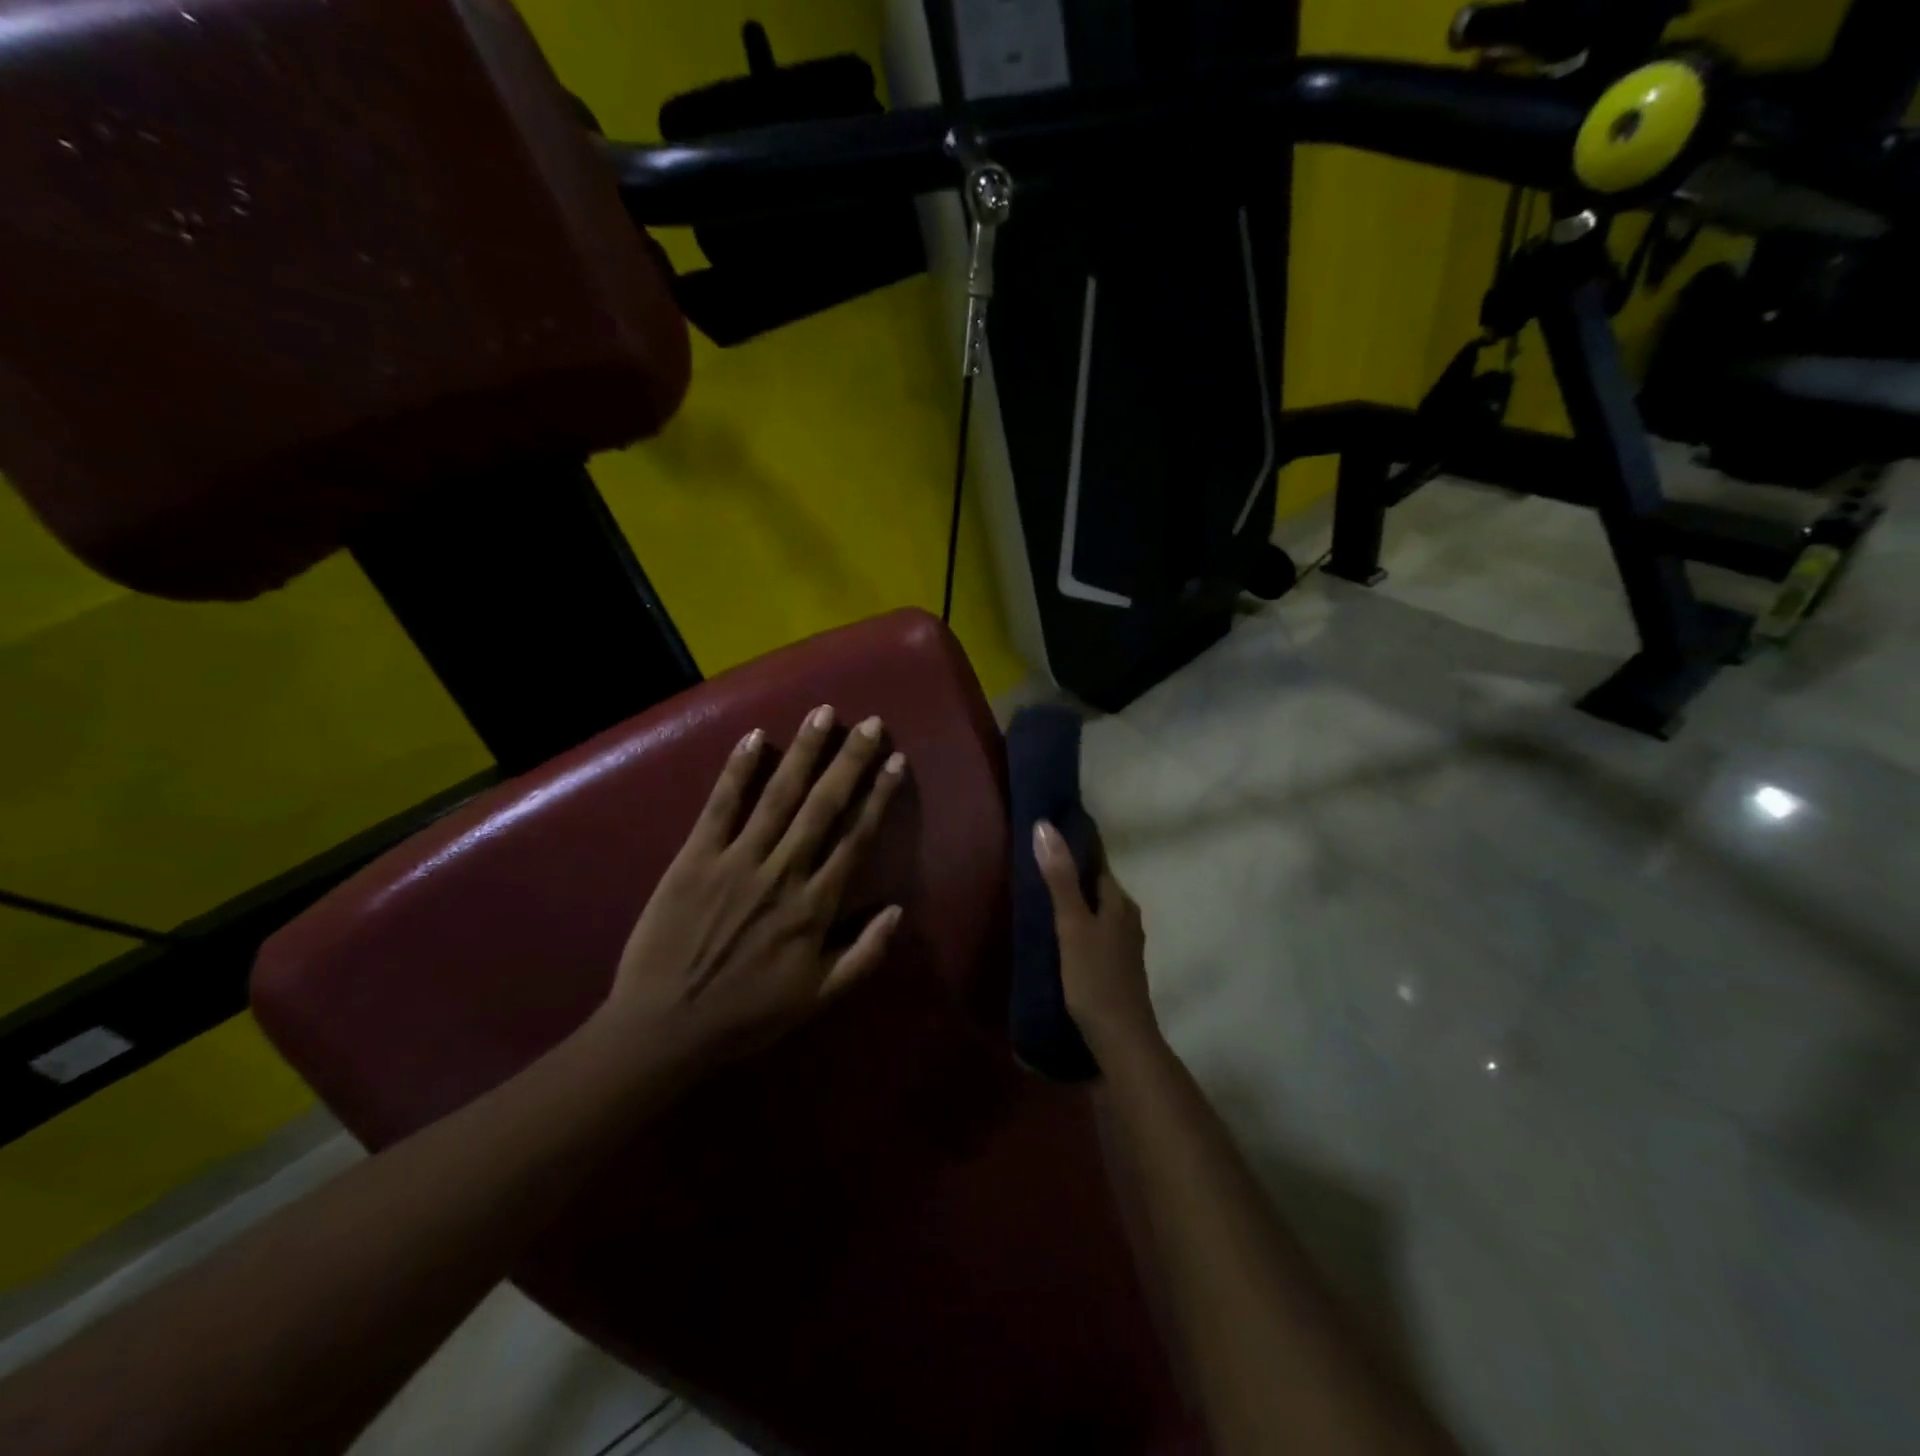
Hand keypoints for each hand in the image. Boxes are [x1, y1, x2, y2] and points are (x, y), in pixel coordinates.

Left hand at [601, 705, 907, 1076]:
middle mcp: (782, 872)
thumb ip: (864, 956)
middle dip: (850, 761)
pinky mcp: (695, 858)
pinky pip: (720, 806)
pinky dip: (737, 771)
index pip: (855, 838)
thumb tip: (898, 910)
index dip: (879, 796)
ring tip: (824, 714)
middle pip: (823, 806)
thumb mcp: (817, 999)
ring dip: (805, 753)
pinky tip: (755, 737)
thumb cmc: (745, 1014)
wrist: (664, 1027)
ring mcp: (737, 860)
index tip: (896, 761)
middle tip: (871, 723)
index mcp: (814, 906)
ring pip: (779, 796)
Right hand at [1033, 821, 1157, 1054]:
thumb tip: (1045, 826)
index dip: (1075, 846)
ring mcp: (1124, 944)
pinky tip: (1057, 934)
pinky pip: (1094, 932)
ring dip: (1074, 901)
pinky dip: (1077, 924)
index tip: (1048, 834)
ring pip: (1096, 910)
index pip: (1097, 862)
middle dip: (1071, 874)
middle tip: (1035, 864)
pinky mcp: (1115, 966)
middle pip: (1096, 886)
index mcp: (1120, 902)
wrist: (1120, 1040)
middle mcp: (1127, 917)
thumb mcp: (1072, 925)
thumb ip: (1059, 878)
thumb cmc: (1095, 978)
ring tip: (1040, 896)